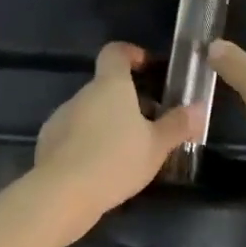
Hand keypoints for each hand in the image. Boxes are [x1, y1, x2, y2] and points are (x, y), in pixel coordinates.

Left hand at [32, 42, 203, 245]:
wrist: (61, 194)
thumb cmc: (115, 160)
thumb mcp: (156, 146)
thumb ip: (178, 125)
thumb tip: (199, 107)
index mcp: (109, 85)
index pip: (115, 52)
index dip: (131, 54)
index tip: (146, 67)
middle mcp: (82, 94)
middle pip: (104, 86)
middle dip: (126, 100)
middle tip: (148, 123)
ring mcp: (60, 118)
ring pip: (88, 112)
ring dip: (106, 123)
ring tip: (125, 151)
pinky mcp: (46, 143)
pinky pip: (72, 134)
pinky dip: (87, 143)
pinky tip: (99, 168)